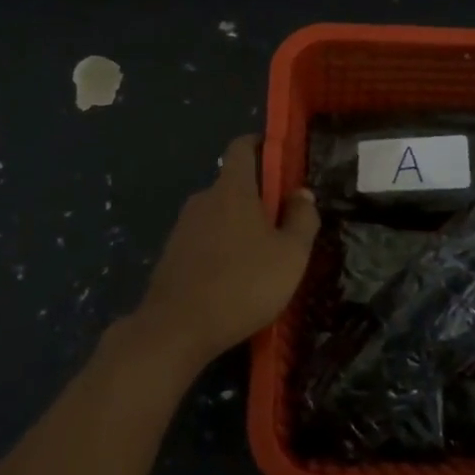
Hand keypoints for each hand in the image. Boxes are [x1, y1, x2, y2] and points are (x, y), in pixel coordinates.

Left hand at [132, 135, 319, 368]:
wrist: (176, 328)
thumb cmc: (243, 284)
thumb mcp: (290, 255)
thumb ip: (302, 219)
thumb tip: (302, 193)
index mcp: (232, 189)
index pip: (242, 147)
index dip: (261, 145)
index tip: (280, 158)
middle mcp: (203, 198)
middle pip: (233, 184)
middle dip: (258, 197)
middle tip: (282, 224)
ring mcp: (183, 226)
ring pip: (218, 214)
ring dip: (239, 226)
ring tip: (261, 259)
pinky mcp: (171, 254)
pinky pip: (204, 239)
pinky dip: (221, 249)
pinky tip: (234, 280)